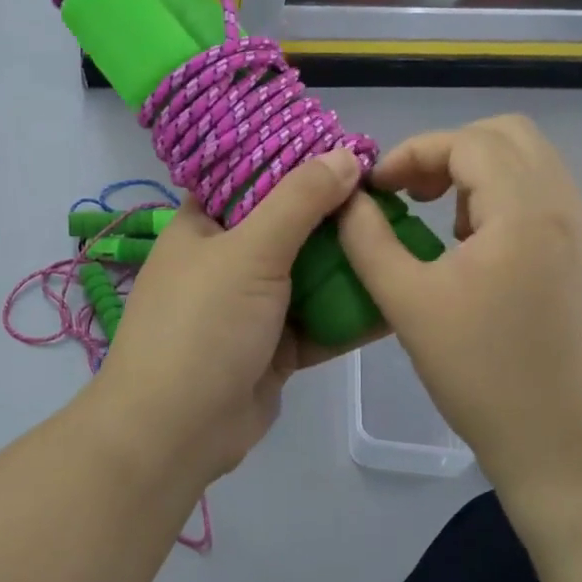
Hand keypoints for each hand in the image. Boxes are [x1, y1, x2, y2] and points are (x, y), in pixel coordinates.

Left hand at [90, 149, 364, 483]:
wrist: (176, 432)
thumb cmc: (203, 325)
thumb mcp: (250, 251)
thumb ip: (298, 200)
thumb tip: (344, 155)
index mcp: (204, 225)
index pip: (250, 175)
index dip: (295, 160)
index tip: (348, 148)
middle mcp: (227, 259)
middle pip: (288, 224)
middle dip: (336, 214)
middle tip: (390, 194)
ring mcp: (252, 306)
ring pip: (309, 273)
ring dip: (349, 262)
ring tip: (404, 237)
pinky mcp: (276, 346)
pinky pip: (320, 319)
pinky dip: (351, 311)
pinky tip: (397, 296)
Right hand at [337, 115, 581, 498]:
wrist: (555, 439)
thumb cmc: (477, 370)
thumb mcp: (406, 301)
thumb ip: (368, 238)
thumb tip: (348, 198)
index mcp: (525, 209)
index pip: (467, 142)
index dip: (413, 153)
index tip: (377, 190)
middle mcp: (564, 205)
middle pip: (508, 134)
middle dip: (449, 151)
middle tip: (413, 193)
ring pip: (529, 162)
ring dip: (477, 172)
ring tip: (442, 221)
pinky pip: (542, 195)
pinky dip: (502, 197)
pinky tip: (474, 249)